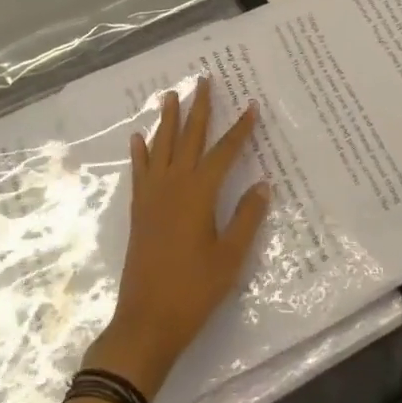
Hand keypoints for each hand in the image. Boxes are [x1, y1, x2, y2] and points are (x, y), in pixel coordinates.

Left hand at [84, 79, 269, 399]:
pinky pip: (139, 170)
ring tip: (170, 94)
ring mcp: (152, 195)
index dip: (240, 129)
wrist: (145, 322)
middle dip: (199, 108)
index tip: (251, 106)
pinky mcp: (138, 209)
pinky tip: (138, 137)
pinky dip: (140, 151)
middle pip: (189, 137)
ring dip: (167, 119)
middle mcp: (174, 184)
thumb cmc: (193, 291)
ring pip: (161, 145)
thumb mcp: (230, 258)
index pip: (225, 151)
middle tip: (203, 80)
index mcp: (200, 192)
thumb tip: (263, 184)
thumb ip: (247, 218)